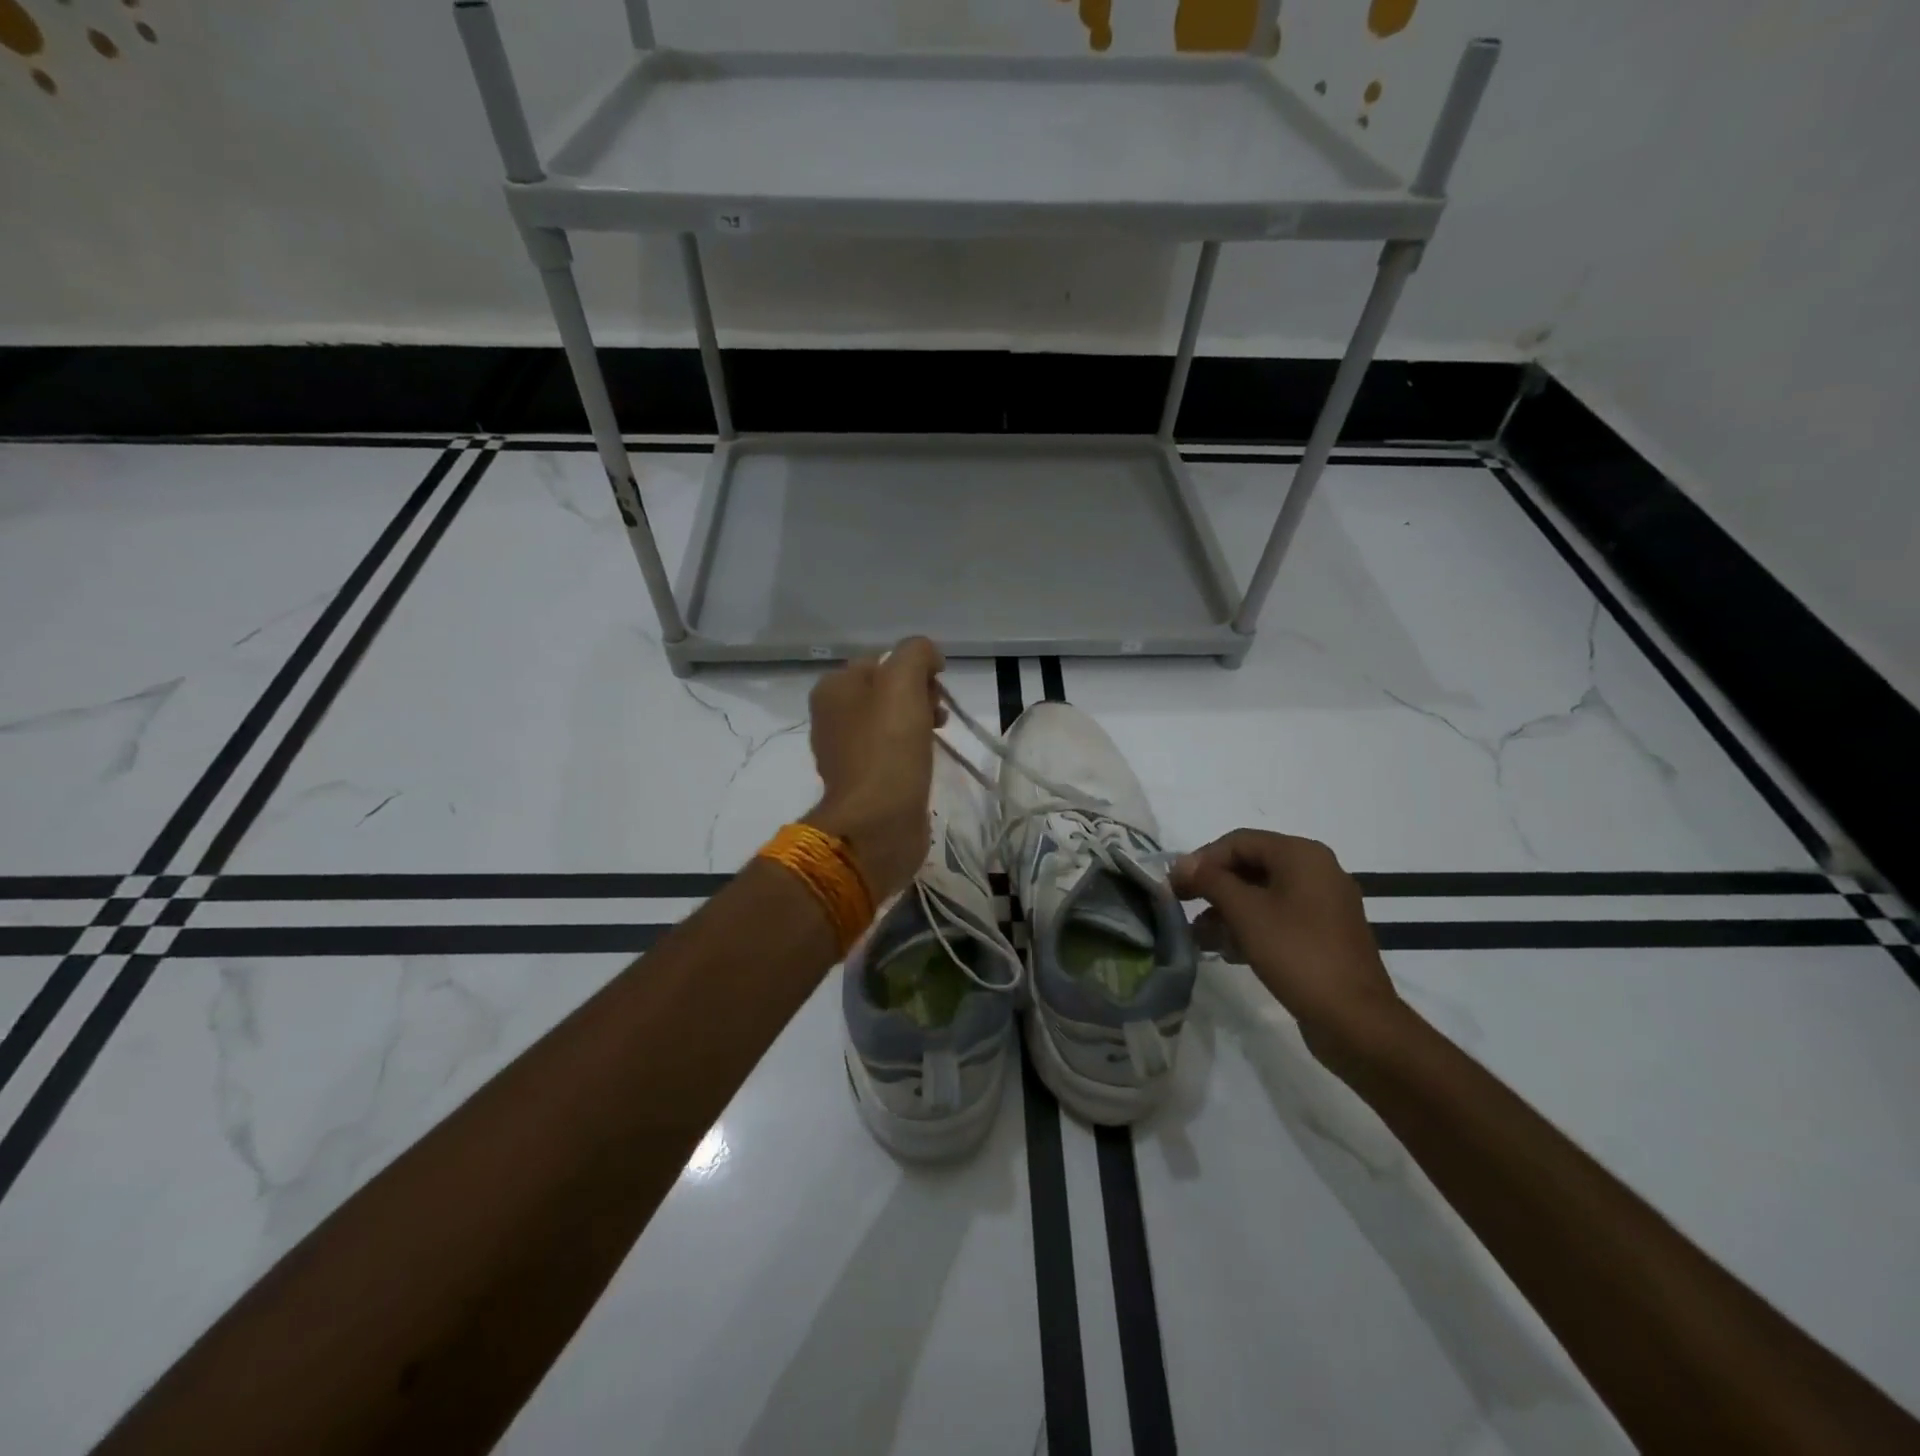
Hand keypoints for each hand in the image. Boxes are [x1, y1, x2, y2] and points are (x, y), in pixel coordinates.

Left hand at [803, 637, 946, 901]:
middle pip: (887, 691)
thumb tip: (928, 657)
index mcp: (833, 688)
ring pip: (892, 722)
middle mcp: (832, 716)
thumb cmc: (889, 746)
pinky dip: (912, 752)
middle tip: (937, 714)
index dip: (915, 669)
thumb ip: (916, 653)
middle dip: (919, 696)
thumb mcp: (903, 681)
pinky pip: (892, 752)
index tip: (936, 687)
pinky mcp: (864, 781)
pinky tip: (925, 762)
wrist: (877, 822)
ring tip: (937, 737)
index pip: (882, 660)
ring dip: (920, 722)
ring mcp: (846, 751)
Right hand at [1170, 830, 1404, 1054]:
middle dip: (1213, 887)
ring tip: (1199, 936)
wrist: (1354, 1019)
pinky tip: (1226, 951)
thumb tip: (1181, 863)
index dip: (1202, 860)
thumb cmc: (1296, 953)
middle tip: (1183, 906)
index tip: (1175, 886)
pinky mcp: (1324, 934)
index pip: (1239, 841)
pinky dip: (1250, 927)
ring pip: (1263, 894)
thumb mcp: (1245, 912)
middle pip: (1251, 866)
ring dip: (1227, 911)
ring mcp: (1324, 904)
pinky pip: (1279, 917)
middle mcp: (1317, 871)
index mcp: (1302, 855)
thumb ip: (1210, 880)